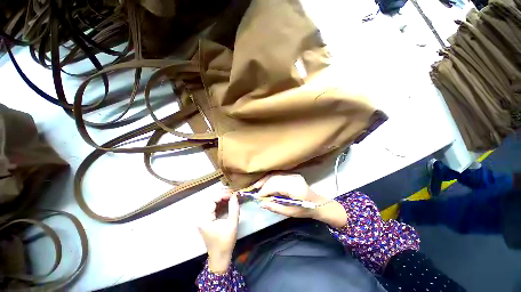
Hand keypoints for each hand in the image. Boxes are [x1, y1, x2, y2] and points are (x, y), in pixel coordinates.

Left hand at [197, 192, 239, 273]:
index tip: (232, 195)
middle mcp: (202, 218)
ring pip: (212, 204)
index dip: (222, 195)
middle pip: (211, 201)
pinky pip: (213, 209)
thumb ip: (234, 209)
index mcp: (205, 219)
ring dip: (222, 200)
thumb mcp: (232, 225)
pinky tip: (228, 205)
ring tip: (231, 199)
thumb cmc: (225, 242)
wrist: (220, 257)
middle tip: (232, 195)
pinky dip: (220, 205)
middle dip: (222, 197)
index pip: (212, 200)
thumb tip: (234, 196)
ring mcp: (204, 220)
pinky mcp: (207, 222)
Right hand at [253, 173, 328, 217]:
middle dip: (263, 184)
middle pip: (274, 178)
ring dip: (265, 179)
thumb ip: (275, 207)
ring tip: (257, 185)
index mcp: (294, 187)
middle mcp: (293, 178)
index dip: (265, 190)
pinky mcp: (292, 174)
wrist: (317, 203)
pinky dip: (270, 178)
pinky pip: (278, 174)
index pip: (275, 186)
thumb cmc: (304, 209)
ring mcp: (293, 174)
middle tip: (254, 189)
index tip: (256, 197)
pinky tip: (265, 181)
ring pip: (275, 174)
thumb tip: (261, 203)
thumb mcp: (289, 212)